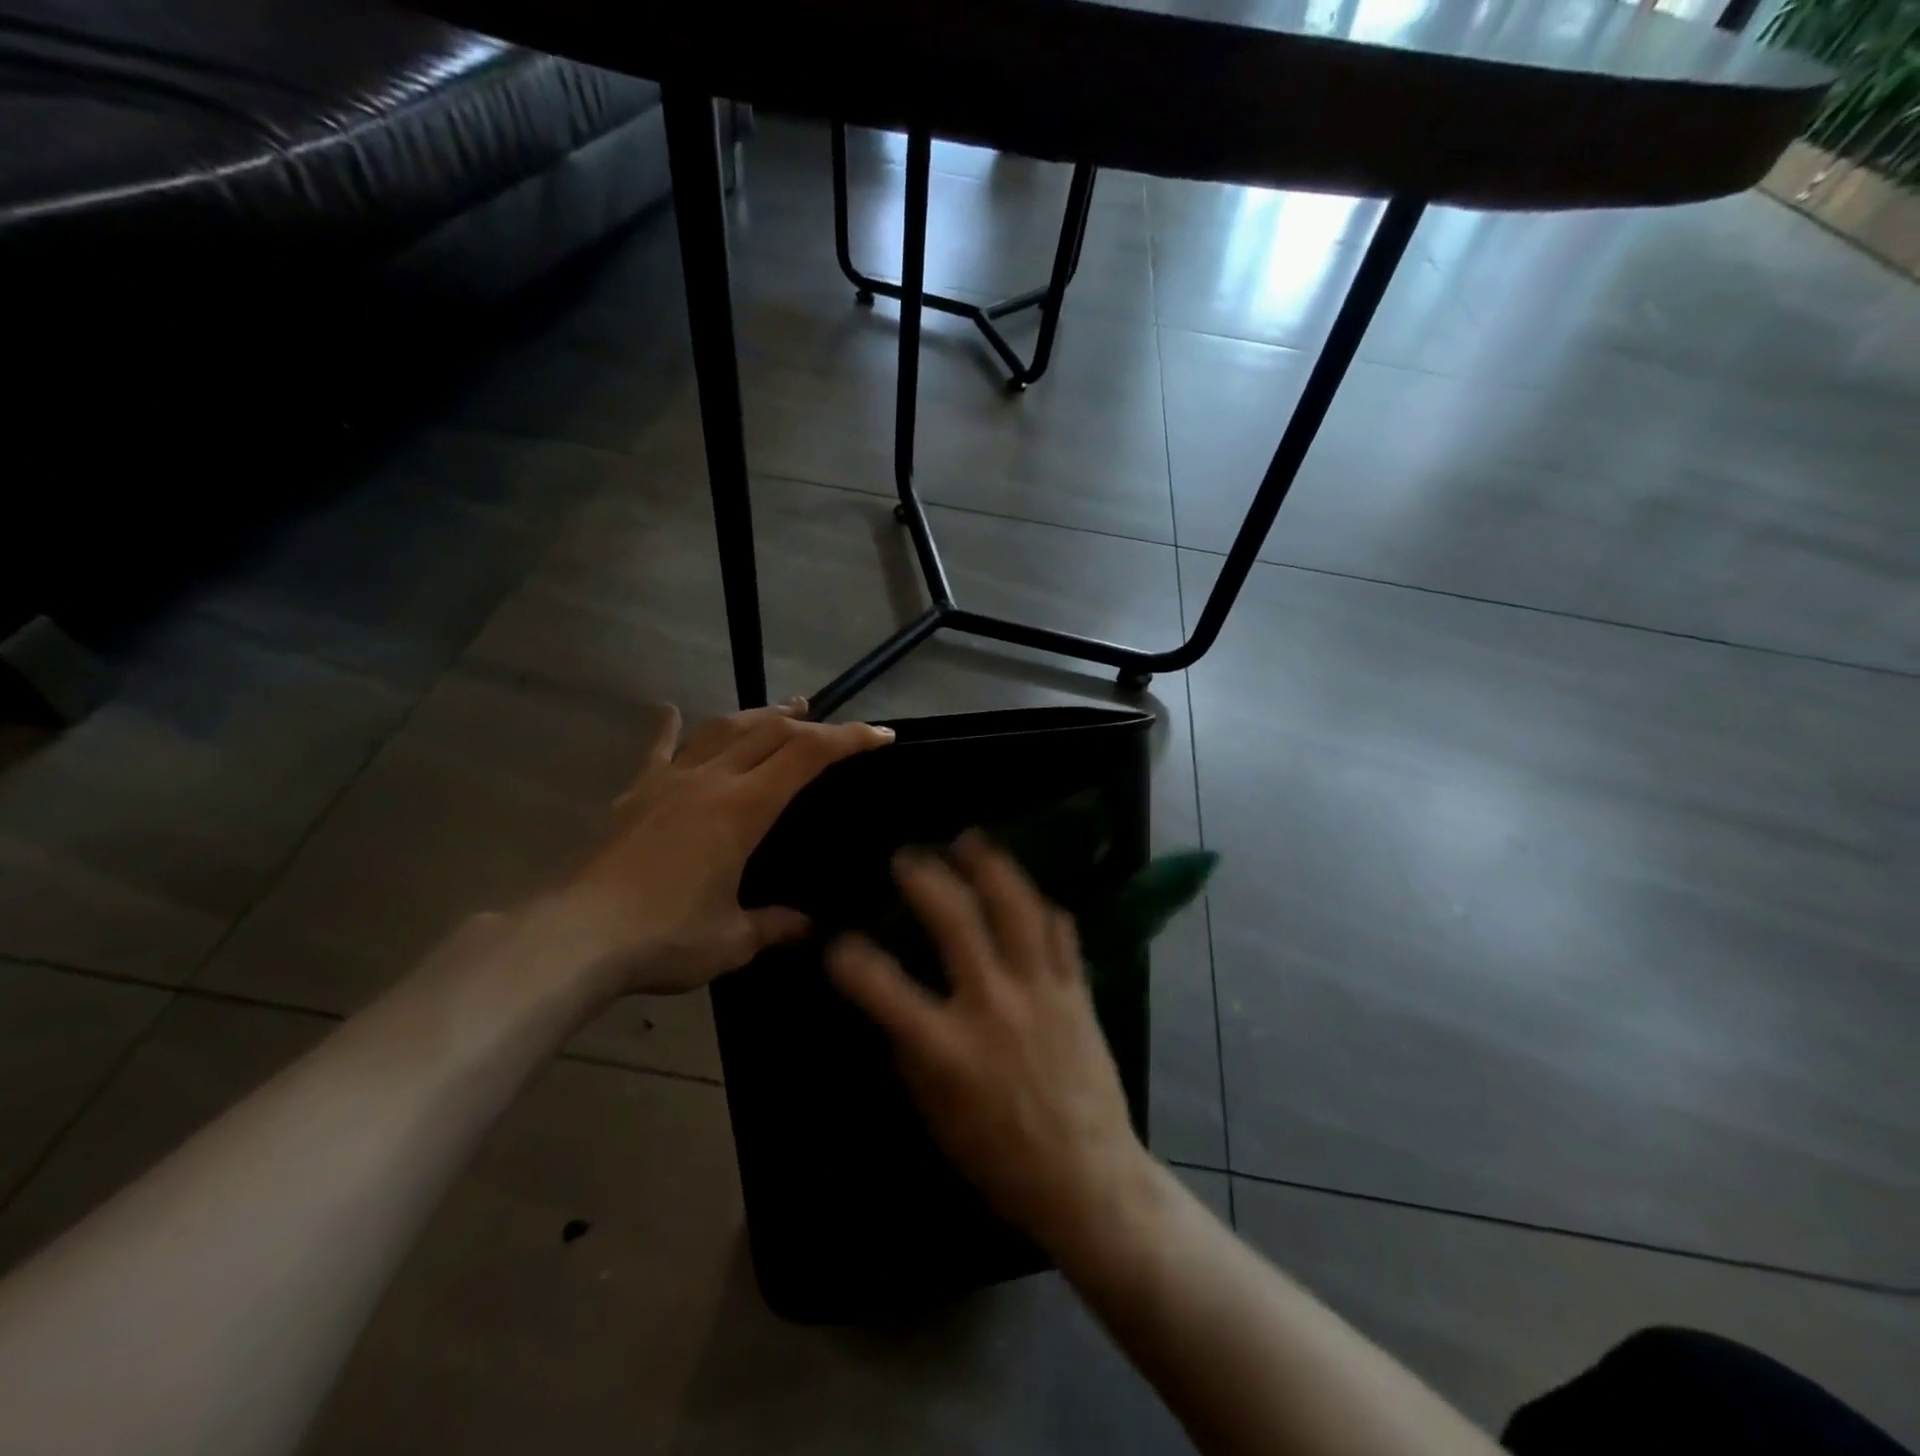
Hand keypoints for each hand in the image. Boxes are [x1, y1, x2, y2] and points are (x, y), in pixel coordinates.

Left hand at [561, 699, 892, 995]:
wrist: (574, 937)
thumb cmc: (664, 937)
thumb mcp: (732, 940)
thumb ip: (775, 926)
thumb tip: (809, 929)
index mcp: (743, 808)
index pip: (808, 755)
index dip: (850, 739)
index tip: (882, 736)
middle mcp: (710, 781)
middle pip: (770, 732)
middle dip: (810, 724)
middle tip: (835, 727)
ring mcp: (669, 782)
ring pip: (723, 730)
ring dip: (758, 715)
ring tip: (783, 709)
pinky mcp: (635, 794)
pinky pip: (657, 749)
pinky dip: (668, 727)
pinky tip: (668, 709)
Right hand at [827, 832, 1152, 1253]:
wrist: (1085, 1177)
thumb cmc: (998, 1156)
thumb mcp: (934, 1112)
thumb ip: (911, 1050)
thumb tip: (896, 1004)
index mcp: (946, 1046)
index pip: (882, 988)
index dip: (850, 960)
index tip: (837, 943)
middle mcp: (993, 1005)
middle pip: (956, 920)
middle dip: (925, 879)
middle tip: (908, 857)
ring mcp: (1041, 991)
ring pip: (1016, 908)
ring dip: (989, 867)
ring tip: (970, 840)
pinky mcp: (1078, 991)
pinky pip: (1061, 931)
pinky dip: (1040, 905)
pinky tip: (1025, 891)